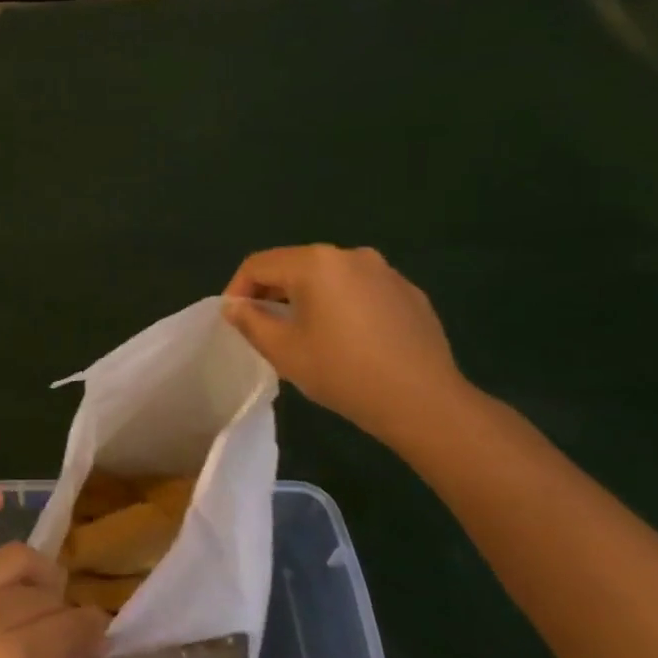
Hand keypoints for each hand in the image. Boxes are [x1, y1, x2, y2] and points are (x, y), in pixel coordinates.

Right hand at [223, 245, 470, 447]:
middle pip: (295, 265)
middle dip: (272, 292)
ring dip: (307, 298)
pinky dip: (342, 305)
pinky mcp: (409, 292)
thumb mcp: (283, 350)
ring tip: (304, 333)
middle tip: (263, 327)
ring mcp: (385, 272)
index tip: (233, 320)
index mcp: (315, 263)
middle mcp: (351, 255)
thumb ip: (250, 321)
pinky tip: (347, 339)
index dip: (237, 290)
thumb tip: (233, 306)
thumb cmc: (342, 372)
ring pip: (329, 277)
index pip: (258, 265)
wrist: (423, 401)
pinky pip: (360, 290)